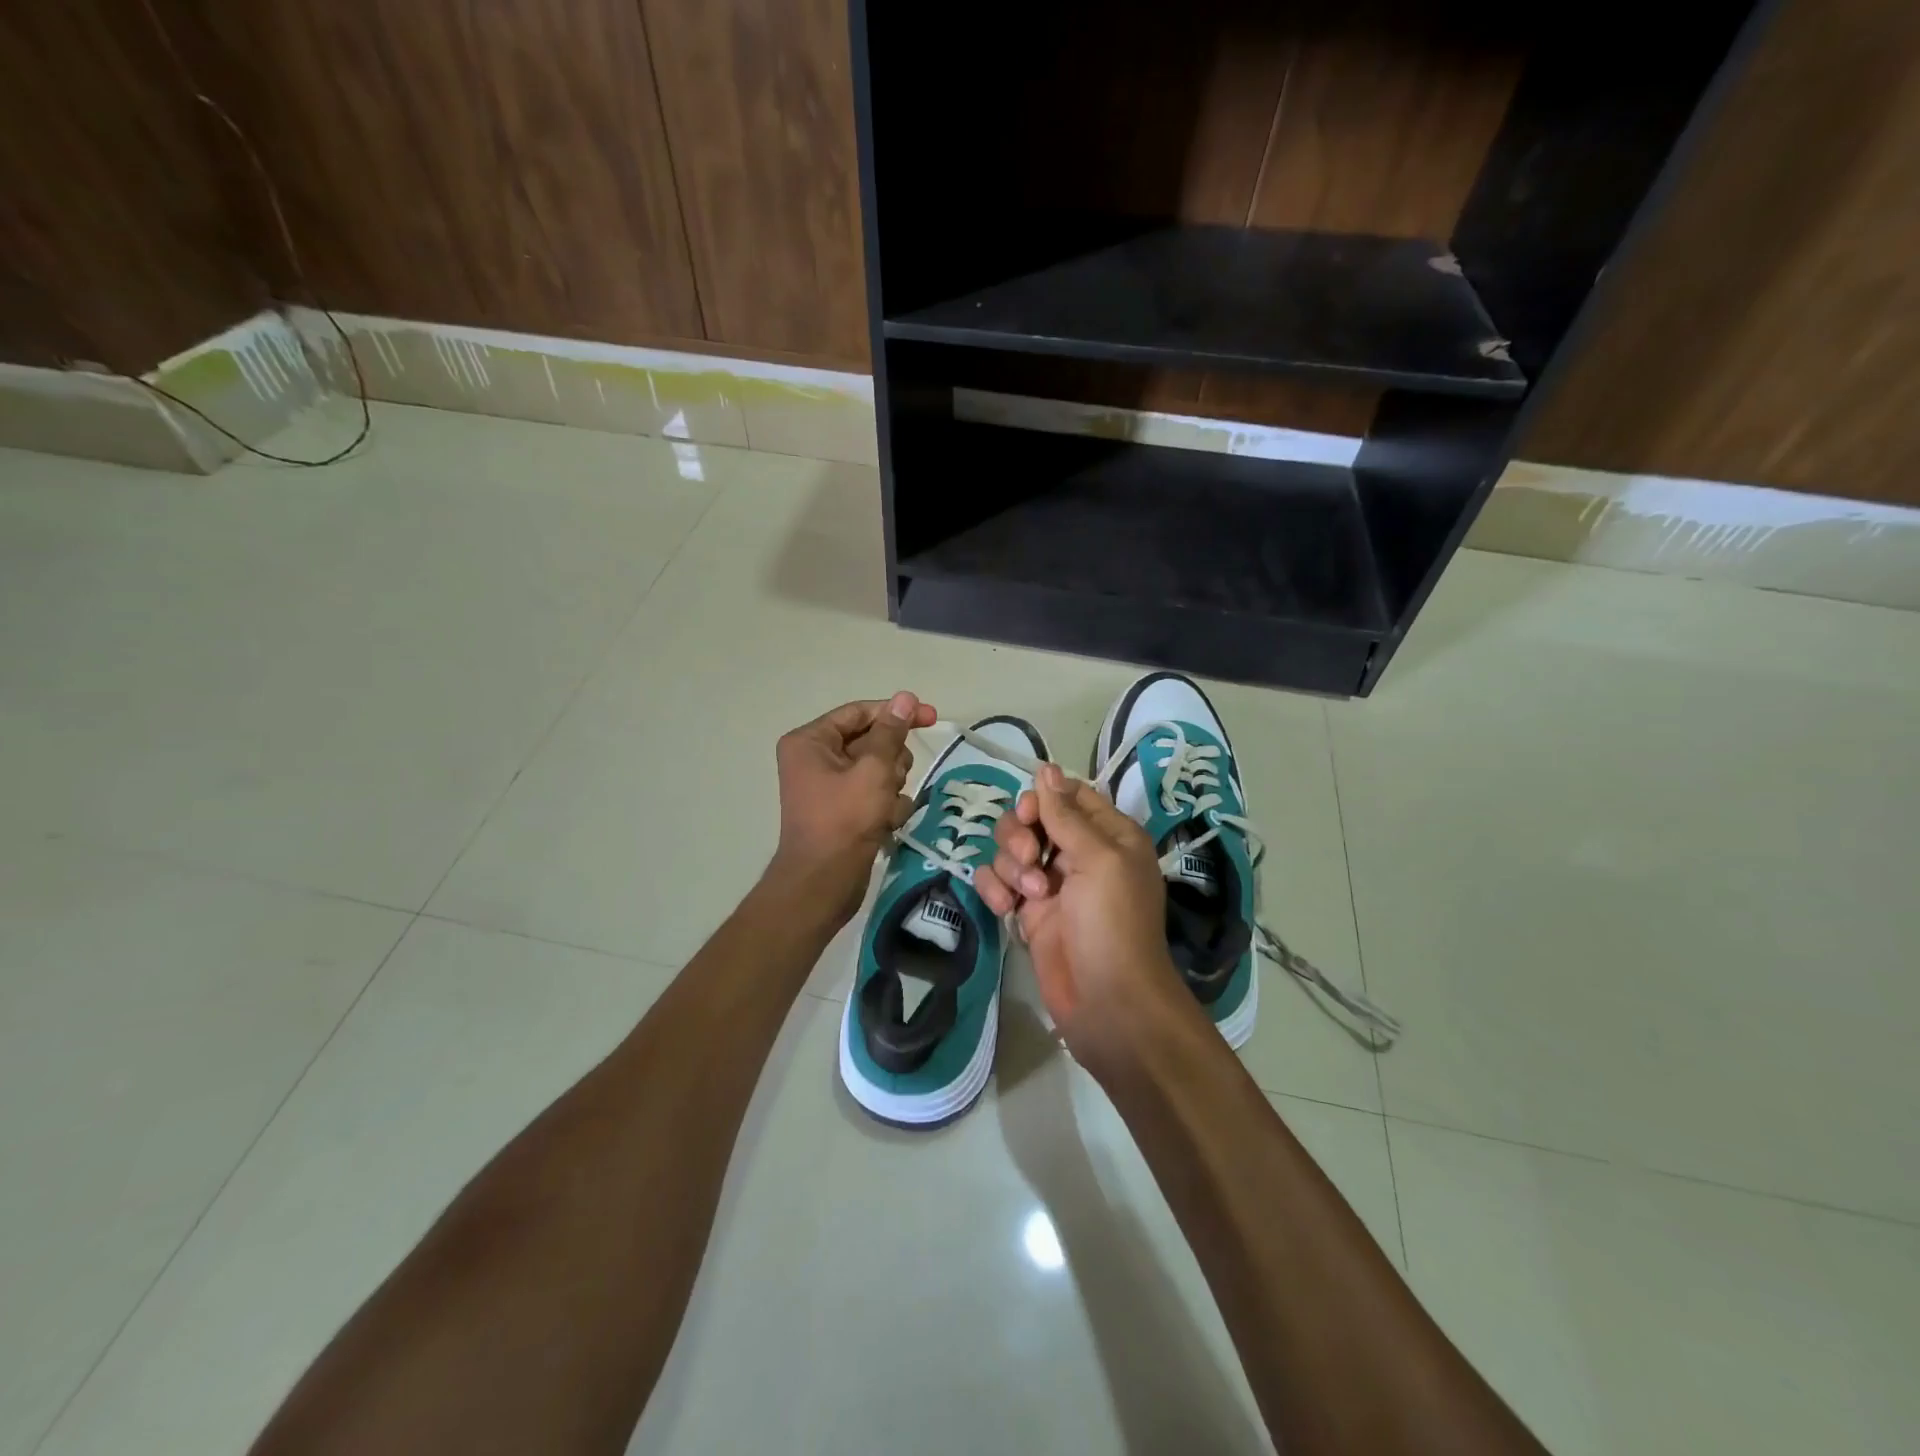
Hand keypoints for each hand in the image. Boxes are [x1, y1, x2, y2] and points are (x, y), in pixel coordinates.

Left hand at [768, 692, 936, 924]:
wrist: (824, 883)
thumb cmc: (844, 820)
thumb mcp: (873, 770)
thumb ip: (891, 732)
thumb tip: (905, 697)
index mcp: (810, 741)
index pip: (860, 713)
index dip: (896, 713)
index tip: (932, 717)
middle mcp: (816, 758)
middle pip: (872, 742)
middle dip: (891, 762)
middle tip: (891, 781)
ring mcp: (830, 786)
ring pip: (880, 769)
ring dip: (893, 787)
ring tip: (886, 808)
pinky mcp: (845, 810)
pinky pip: (876, 794)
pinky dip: (887, 807)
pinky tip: (886, 824)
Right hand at [976, 763, 1197, 1073]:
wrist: (1107, 1002)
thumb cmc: (1113, 923)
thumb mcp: (1099, 859)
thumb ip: (1066, 814)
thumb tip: (1045, 768)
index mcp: (1108, 834)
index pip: (1067, 795)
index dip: (1042, 799)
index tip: (1030, 815)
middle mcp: (1078, 853)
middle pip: (1031, 819)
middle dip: (1020, 835)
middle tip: (1030, 861)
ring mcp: (1050, 883)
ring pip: (1010, 849)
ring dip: (1010, 867)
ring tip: (1028, 897)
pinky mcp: (1027, 911)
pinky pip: (997, 882)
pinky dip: (995, 889)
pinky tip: (1005, 910)